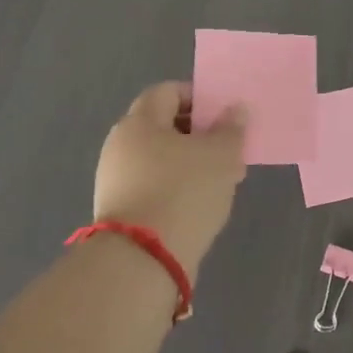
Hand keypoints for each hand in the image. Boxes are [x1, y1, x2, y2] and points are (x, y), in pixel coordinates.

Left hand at [92, 82, 246, 273]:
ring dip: (192, 164)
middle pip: (164, 126)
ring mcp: (116, 179)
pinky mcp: (120, 211)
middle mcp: (121, 145)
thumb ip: (231, 129)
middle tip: (229, 150)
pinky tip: (201, 204)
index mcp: (140, 122)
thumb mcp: (221, 156)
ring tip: (222, 181)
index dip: (199, 98)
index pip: (168, 92)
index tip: (224, 117)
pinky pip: (154, 186)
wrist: (142, 261)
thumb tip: (236, 109)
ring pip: (161, 159)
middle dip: (200, 135)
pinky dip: (177, 188)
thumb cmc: (184, 192)